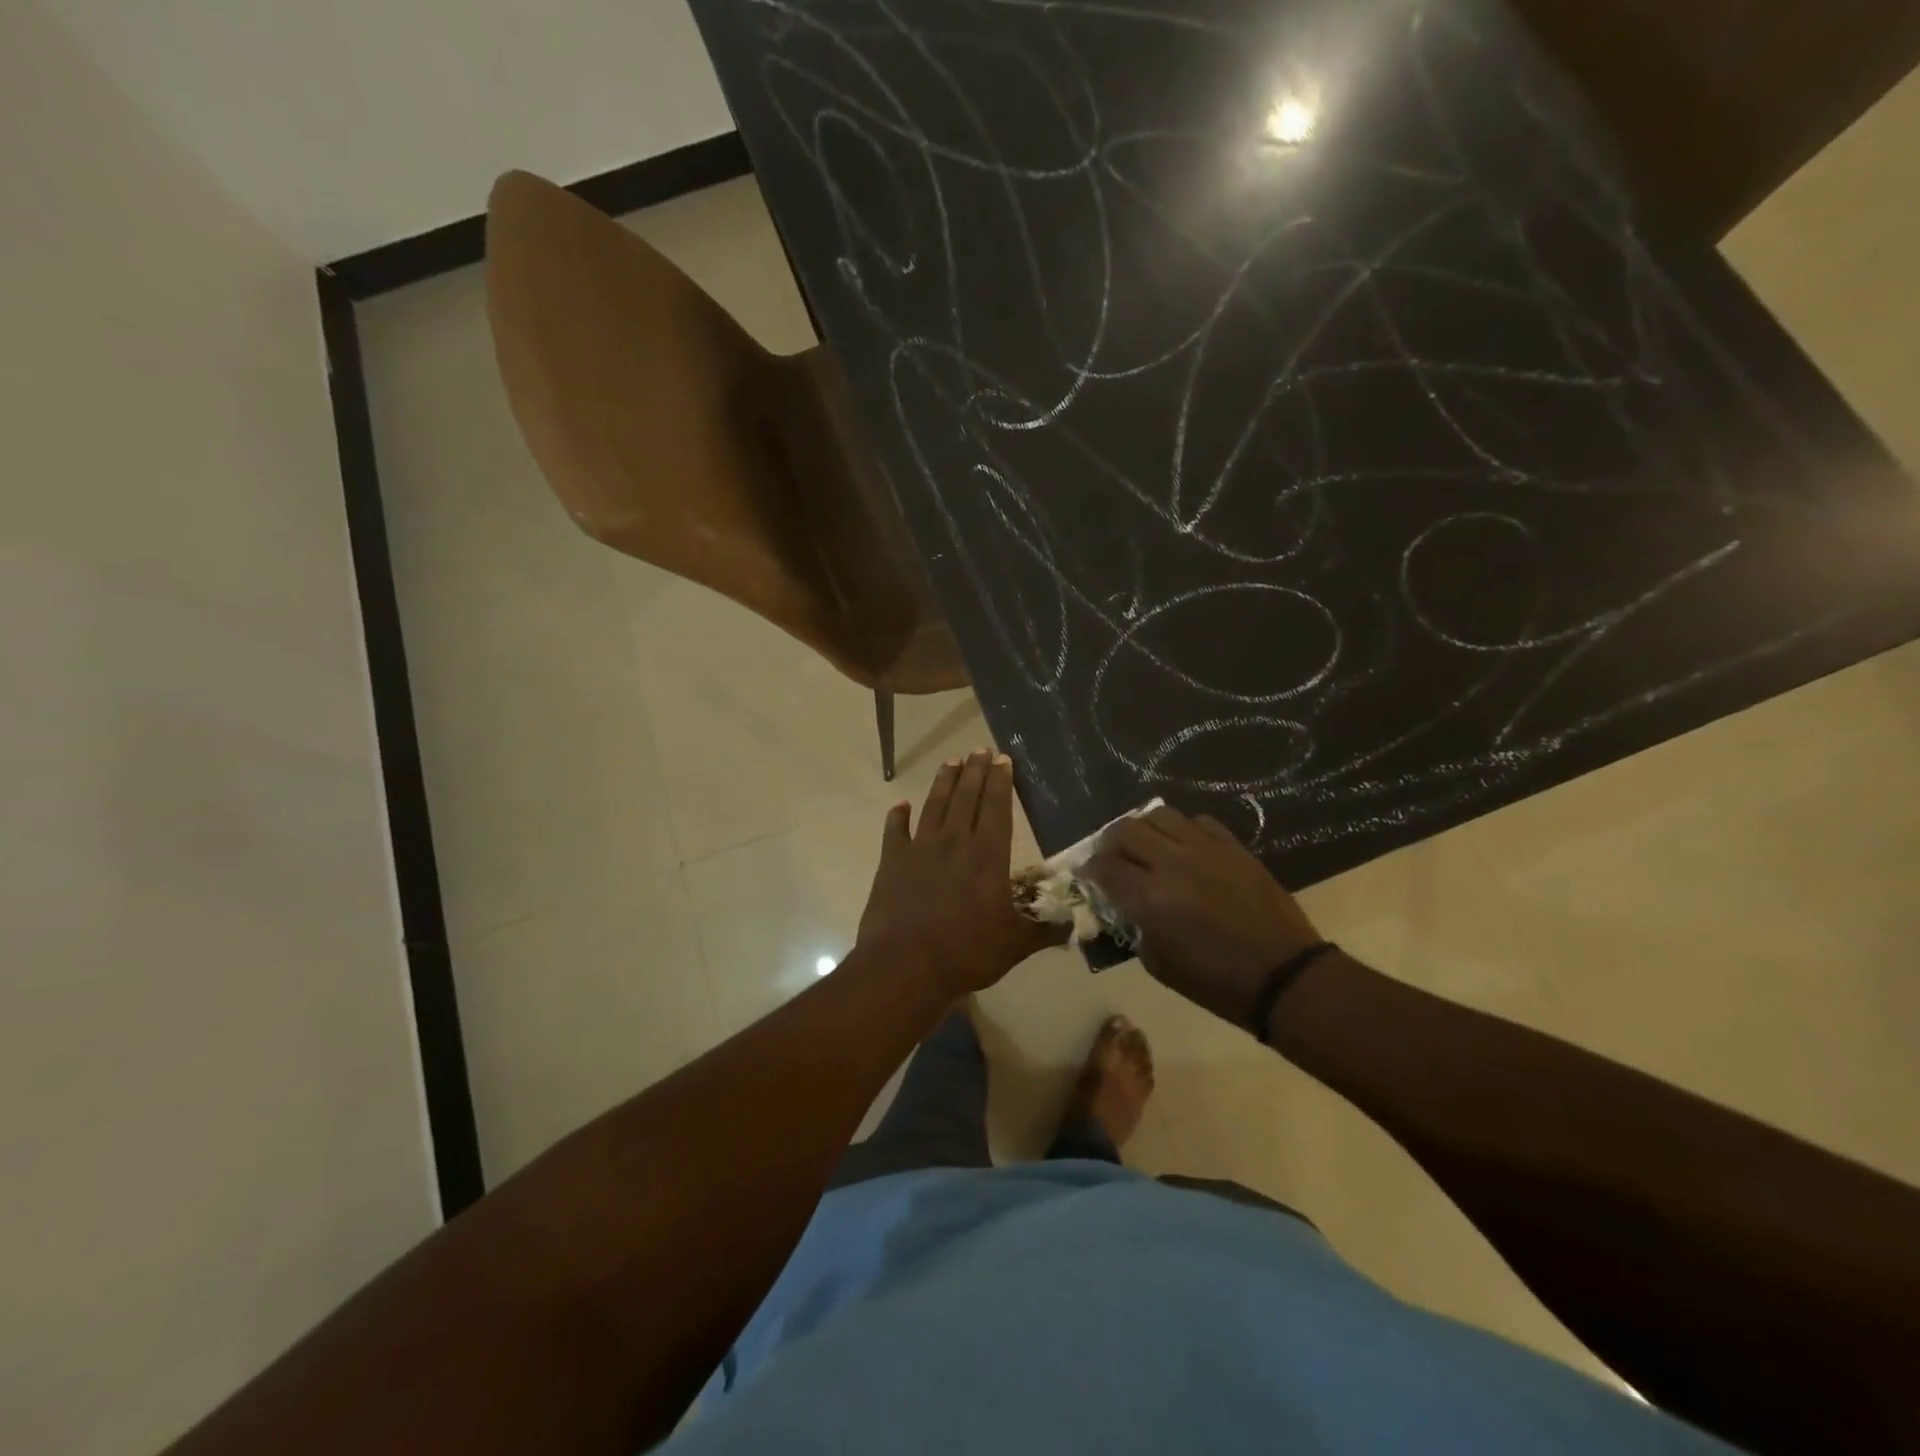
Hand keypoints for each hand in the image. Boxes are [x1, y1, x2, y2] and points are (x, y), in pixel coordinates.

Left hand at [856, 751, 1064, 996]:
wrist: (905, 965)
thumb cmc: (966, 952)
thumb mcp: (1015, 945)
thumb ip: (1044, 930)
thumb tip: (1075, 924)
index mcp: (988, 855)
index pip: (996, 808)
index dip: (1000, 782)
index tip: (1002, 759)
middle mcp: (954, 842)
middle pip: (966, 797)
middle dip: (975, 771)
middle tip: (979, 749)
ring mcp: (920, 849)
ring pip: (934, 805)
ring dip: (943, 782)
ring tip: (951, 762)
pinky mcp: (892, 862)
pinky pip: (895, 831)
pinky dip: (897, 816)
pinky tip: (900, 805)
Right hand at [1083, 805, 1321, 1030]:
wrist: (1282, 975)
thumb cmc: (1215, 982)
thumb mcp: (1159, 964)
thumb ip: (1132, 927)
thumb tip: (1120, 906)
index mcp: (1149, 898)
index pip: (1103, 868)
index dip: (1088, 871)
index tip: (1087, 876)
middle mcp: (1171, 863)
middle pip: (1124, 830)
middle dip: (1109, 844)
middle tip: (1112, 859)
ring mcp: (1204, 849)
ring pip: (1158, 815)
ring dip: (1143, 829)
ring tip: (1146, 846)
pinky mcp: (1232, 846)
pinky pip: (1197, 821)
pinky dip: (1181, 830)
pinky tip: (1184, 847)